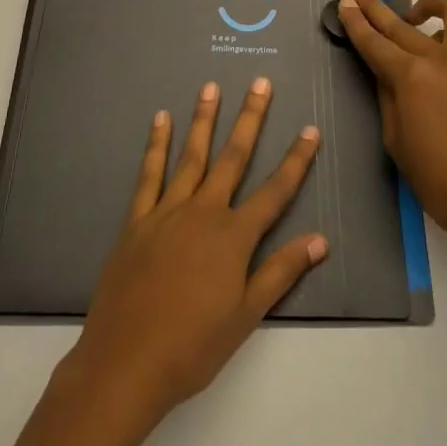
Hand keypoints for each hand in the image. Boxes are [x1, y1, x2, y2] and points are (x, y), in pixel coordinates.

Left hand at [66, 78, 327, 430]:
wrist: (126, 362)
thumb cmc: (193, 346)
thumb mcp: (246, 316)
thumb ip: (281, 272)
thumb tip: (320, 239)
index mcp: (234, 237)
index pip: (275, 192)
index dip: (296, 160)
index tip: (311, 130)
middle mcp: (204, 212)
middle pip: (233, 157)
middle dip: (250, 119)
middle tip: (260, 83)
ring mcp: (167, 211)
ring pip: (192, 155)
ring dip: (204, 119)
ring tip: (211, 86)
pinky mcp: (138, 219)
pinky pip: (149, 174)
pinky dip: (156, 145)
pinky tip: (161, 119)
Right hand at [338, 0, 446, 255]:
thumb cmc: (438, 181)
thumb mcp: (396, 140)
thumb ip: (388, 98)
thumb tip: (385, 74)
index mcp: (411, 78)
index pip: (375, 43)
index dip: (357, 24)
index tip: (344, 4)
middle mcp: (438, 59)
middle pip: (401, 25)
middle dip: (376, 9)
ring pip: (444, 15)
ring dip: (420, 7)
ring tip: (406, 13)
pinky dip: (446, 27)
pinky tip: (434, 41)